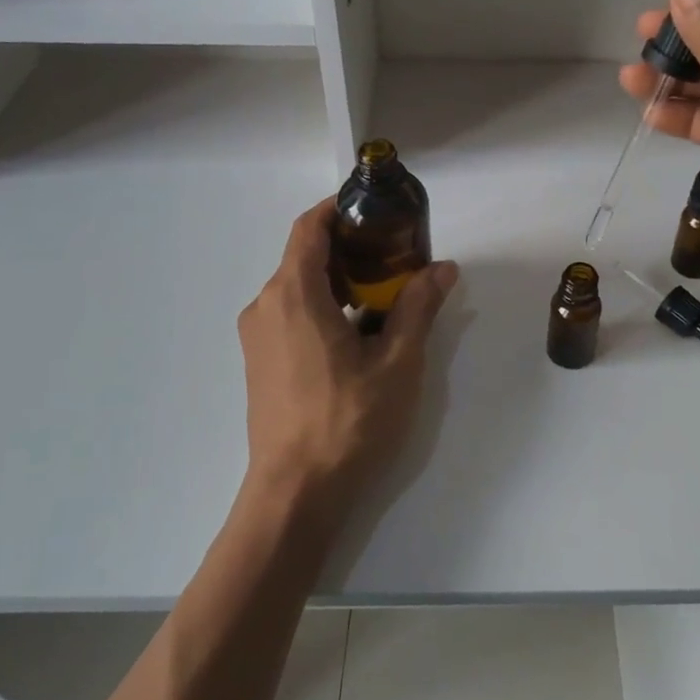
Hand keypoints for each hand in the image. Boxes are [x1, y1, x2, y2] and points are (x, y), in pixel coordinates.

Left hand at [238, 200, 458, 521]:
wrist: (296, 492)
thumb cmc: (348, 420)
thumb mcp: (397, 362)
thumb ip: (418, 307)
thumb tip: (443, 267)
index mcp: (293, 294)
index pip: (309, 227)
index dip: (339, 208)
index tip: (375, 207)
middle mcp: (265, 305)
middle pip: (303, 255)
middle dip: (348, 246)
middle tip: (394, 253)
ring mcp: (257, 335)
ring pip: (296, 285)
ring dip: (336, 277)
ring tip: (383, 290)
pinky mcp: (258, 361)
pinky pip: (289, 312)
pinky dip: (321, 303)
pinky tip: (356, 328)